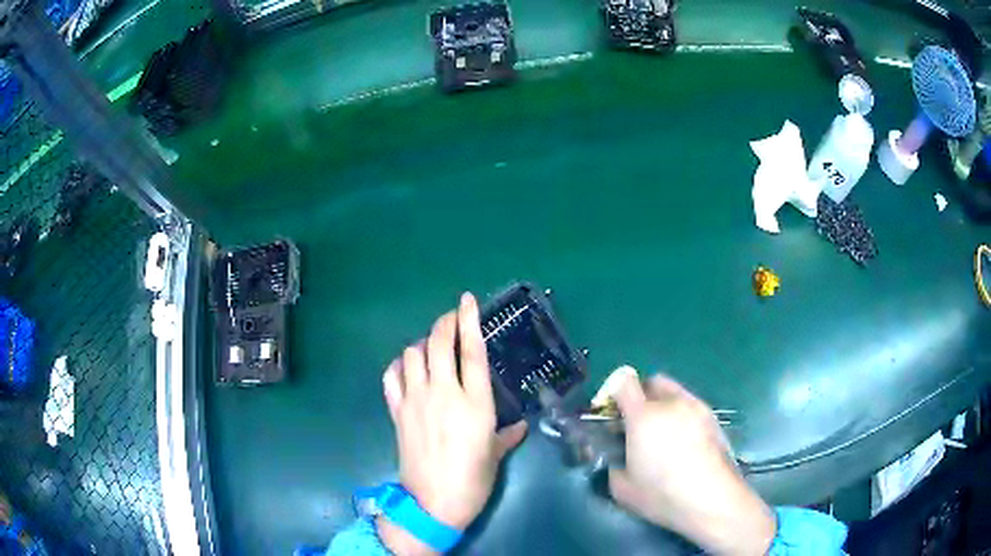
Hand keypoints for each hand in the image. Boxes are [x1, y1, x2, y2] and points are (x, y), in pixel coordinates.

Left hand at [377, 293, 528, 554]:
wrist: (432, 502)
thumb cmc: (472, 479)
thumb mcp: (496, 455)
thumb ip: (508, 435)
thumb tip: (520, 425)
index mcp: (475, 403)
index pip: (471, 351)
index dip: (469, 321)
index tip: (466, 300)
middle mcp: (443, 393)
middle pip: (439, 343)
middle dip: (444, 323)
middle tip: (451, 318)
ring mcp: (416, 400)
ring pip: (412, 354)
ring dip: (422, 344)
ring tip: (432, 348)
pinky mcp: (397, 411)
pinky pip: (392, 376)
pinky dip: (399, 365)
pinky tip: (407, 368)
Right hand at [607, 367, 775, 555]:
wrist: (712, 499)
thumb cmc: (663, 495)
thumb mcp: (622, 488)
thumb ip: (612, 466)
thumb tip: (617, 459)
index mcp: (644, 416)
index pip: (624, 382)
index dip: (613, 393)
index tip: (611, 413)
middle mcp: (672, 403)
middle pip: (652, 381)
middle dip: (640, 395)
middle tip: (635, 423)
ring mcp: (697, 408)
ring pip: (675, 393)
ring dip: (663, 405)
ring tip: (661, 435)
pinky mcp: (714, 419)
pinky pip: (691, 407)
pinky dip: (681, 417)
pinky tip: (682, 444)